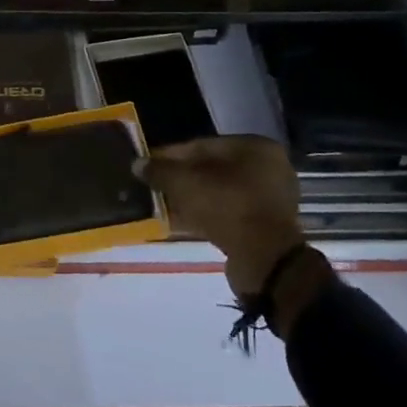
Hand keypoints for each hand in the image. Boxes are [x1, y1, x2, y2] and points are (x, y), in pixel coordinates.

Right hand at [141, 135, 333, 333]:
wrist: (265, 261)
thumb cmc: (228, 207)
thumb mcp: (186, 183)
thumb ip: (160, 170)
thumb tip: (137, 164)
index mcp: (255, 147)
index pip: (203, 145)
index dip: (171, 155)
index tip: (148, 165)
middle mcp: (267, 168)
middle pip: (212, 169)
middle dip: (181, 178)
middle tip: (154, 185)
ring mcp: (269, 199)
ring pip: (219, 192)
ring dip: (190, 198)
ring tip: (162, 204)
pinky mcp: (264, 226)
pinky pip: (227, 212)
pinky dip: (204, 214)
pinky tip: (179, 221)